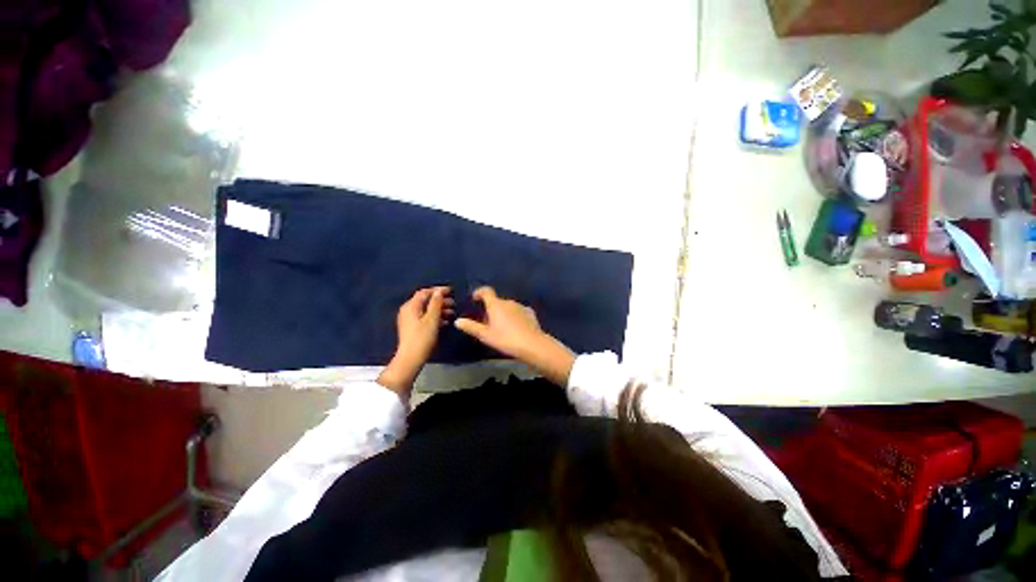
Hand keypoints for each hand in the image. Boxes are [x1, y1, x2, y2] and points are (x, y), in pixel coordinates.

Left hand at [378, 286, 453, 395]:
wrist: (411, 358)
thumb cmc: (422, 337)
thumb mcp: (432, 319)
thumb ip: (436, 304)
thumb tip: (438, 292)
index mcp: (411, 306)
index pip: (425, 292)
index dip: (438, 290)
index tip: (451, 291)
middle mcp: (408, 310)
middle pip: (425, 300)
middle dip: (440, 300)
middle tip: (454, 303)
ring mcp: (410, 319)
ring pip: (426, 309)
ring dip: (439, 309)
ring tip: (452, 312)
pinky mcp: (413, 328)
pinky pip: (425, 317)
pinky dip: (435, 317)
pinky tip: (445, 321)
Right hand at [454, 286, 574, 385]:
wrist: (532, 344)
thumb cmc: (506, 339)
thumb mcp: (486, 335)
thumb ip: (471, 327)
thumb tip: (458, 321)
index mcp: (496, 305)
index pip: (486, 291)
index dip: (479, 292)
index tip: (475, 299)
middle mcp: (508, 302)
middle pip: (496, 302)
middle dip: (490, 309)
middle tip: (486, 323)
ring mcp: (520, 306)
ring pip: (508, 307)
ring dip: (502, 313)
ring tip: (501, 327)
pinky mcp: (530, 313)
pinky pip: (518, 312)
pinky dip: (514, 316)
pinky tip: (515, 327)